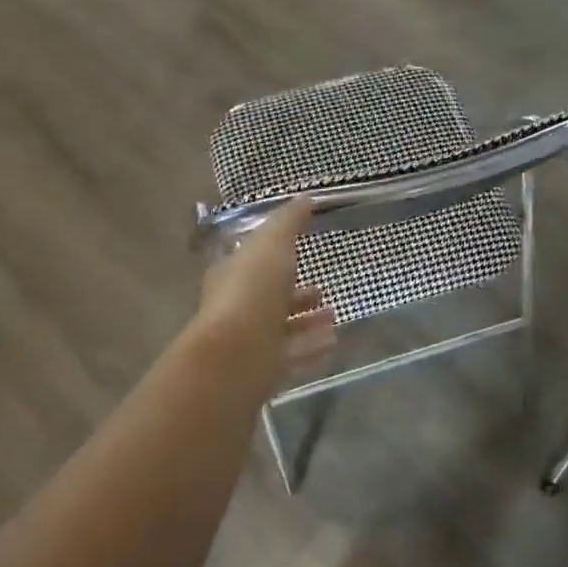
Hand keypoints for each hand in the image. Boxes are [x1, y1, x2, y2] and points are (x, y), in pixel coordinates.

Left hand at [197, 198, 335, 374]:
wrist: (237, 353)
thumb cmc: (252, 289)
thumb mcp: (272, 244)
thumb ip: (288, 222)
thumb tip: (304, 197)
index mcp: (233, 275)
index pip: (252, 263)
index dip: (274, 257)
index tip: (299, 253)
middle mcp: (238, 308)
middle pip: (269, 298)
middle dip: (296, 294)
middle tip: (323, 291)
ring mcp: (251, 340)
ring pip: (283, 329)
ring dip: (308, 322)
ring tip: (334, 315)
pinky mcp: (265, 368)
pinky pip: (294, 355)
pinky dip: (313, 348)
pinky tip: (334, 343)